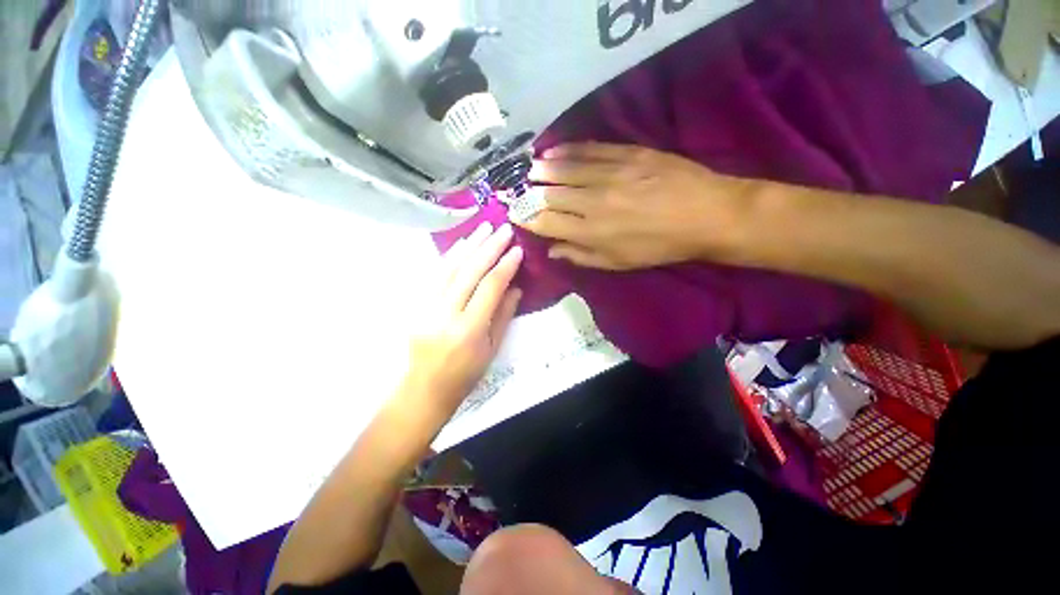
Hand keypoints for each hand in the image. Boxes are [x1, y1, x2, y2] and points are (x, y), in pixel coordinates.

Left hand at [399, 223, 522, 417]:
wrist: (425, 389)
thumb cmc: (465, 375)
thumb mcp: (493, 349)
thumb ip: (504, 315)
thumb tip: (515, 288)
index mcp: (469, 330)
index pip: (490, 287)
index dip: (505, 266)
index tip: (517, 250)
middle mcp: (445, 314)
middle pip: (469, 272)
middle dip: (489, 247)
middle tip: (504, 229)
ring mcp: (426, 307)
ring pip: (449, 267)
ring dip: (469, 245)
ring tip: (484, 227)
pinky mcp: (416, 304)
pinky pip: (434, 274)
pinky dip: (449, 256)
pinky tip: (462, 243)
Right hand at [519, 143, 755, 269]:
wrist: (706, 214)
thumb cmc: (659, 247)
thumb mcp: (618, 263)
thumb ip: (581, 256)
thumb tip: (552, 250)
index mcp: (591, 232)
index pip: (547, 222)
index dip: (527, 217)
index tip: (514, 213)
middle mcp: (594, 202)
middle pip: (551, 194)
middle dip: (529, 193)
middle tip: (516, 189)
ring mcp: (610, 174)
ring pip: (566, 169)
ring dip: (543, 170)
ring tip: (529, 169)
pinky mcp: (627, 154)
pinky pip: (589, 150)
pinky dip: (567, 150)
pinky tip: (553, 150)